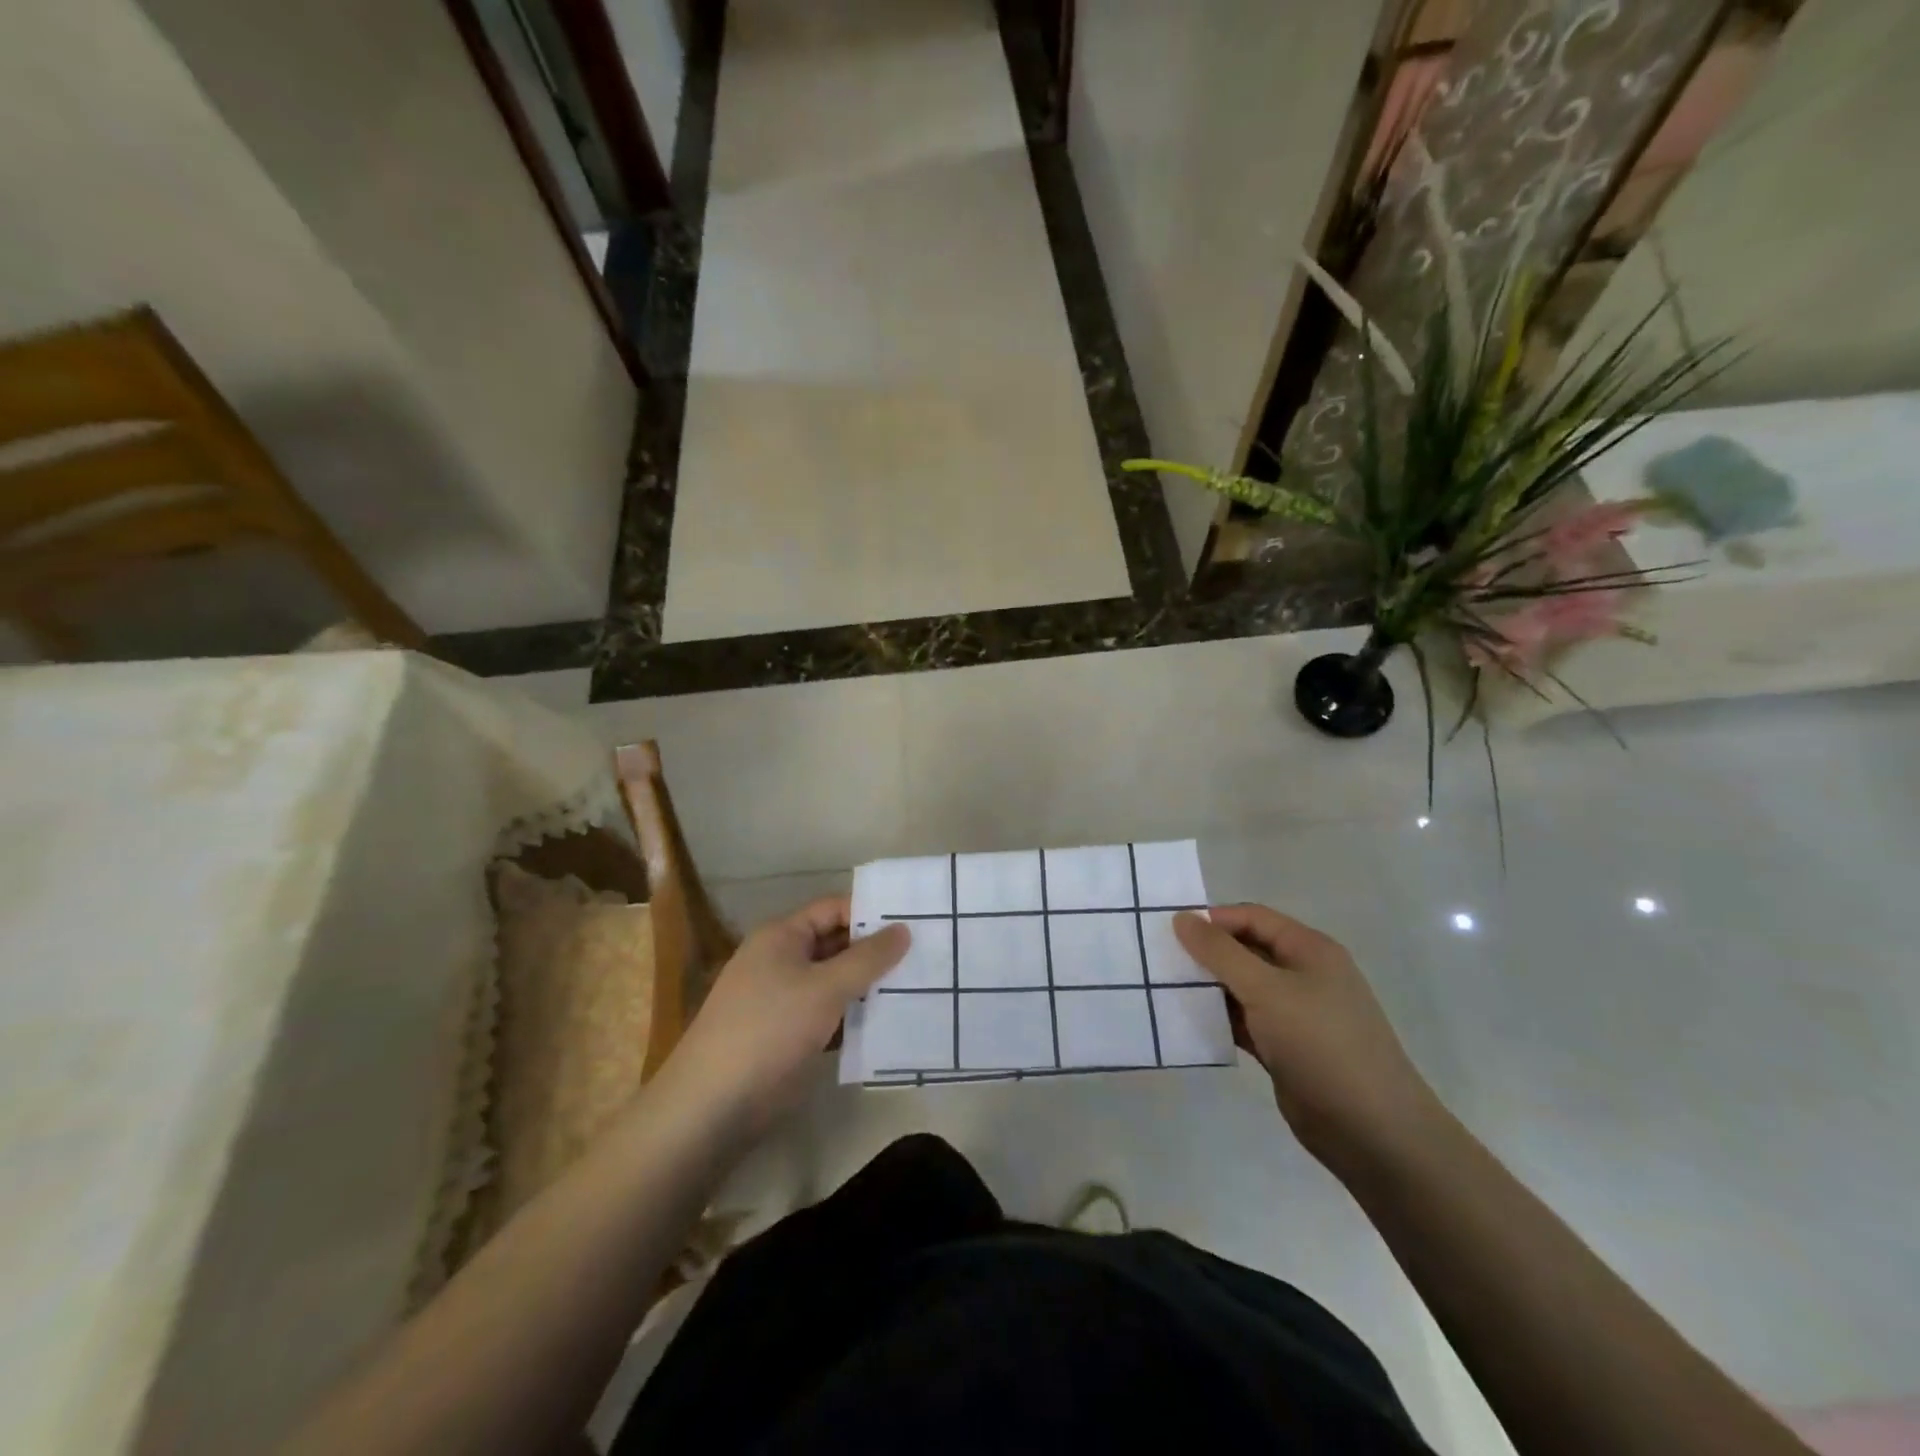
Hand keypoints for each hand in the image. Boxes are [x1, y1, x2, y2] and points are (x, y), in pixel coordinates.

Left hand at [657, 898, 908, 1137]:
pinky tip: (892, 1022)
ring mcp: (784, 999)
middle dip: (875, 951)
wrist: (714, 1105)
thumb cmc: (770, 1029)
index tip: (914, 921)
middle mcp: (781, 960)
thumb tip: (904, 929)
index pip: (833, 910)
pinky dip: (855, 1017)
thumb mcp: (825, 987)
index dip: (870, 913)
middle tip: (925, 954)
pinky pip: (830, 1014)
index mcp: (781, 936)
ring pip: (835, 982)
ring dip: (869, 986)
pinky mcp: (789, 1035)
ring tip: (920, 985)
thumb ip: (868, 958)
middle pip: (836, 945)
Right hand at [1174, 905, 1447, 1172]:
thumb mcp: (1266, 990)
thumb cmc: (1321, 1044)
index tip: (1170, 931)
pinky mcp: (1284, 1048)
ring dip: (1208, 987)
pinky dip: (1218, 1019)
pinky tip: (1186, 1022)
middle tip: (1160, 959)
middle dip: (1206, 953)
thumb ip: (1220, 953)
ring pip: (1241, 988)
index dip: (1213, 920)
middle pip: (1245, 950)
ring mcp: (1295, 1014)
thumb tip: (1182, 918)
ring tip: (1163, 988)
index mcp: (1309, 950)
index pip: (1252, 917)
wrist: (1372, 1131)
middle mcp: (1303, 975)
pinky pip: (1244, 1021)